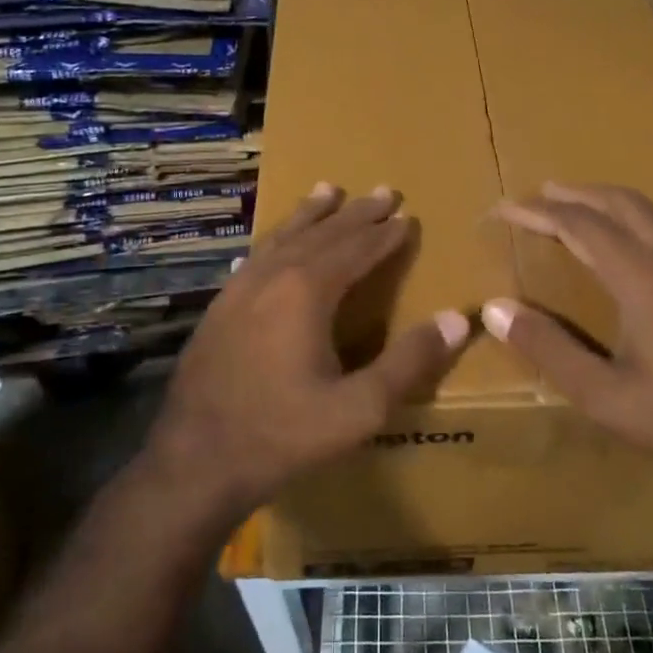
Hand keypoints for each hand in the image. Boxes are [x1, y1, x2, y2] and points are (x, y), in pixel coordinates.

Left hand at [148, 183, 468, 515]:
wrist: (194, 463)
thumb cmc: (282, 435)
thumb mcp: (359, 408)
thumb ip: (410, 362)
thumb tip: (458, 319)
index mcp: (307, 292)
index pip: (356, 249)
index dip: (385, 234)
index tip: (407, 216)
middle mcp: (272, 277)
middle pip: (322, 233)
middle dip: (356, 213)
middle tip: (384, 191)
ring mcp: (239, 289)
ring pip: (283, 237)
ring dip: (311, 214)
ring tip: (328, 190)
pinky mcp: (218, 308)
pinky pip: (256, 256)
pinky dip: (277, 238)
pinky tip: (274, 242)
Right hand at [481, 183, 652, 503]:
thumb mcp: (604, 395)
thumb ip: (548, 347)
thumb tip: (495, 308)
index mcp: (644, 277)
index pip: (580, 225)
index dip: (539, 212)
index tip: (505, 207)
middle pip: (622, 205)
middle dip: (578, 194)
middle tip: (543, 193)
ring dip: (618, 203)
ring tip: (590, 205)